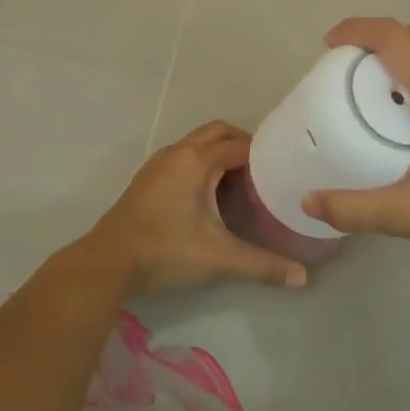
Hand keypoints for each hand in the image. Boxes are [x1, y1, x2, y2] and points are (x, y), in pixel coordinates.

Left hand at [82, 121, 308, 295]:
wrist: (107, 262)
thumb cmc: (166, 251)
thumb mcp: (219, 257)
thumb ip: (262, 265)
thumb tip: (302, 278)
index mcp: (197, 161)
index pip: (240, 144)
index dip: (265, 153)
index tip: (284, 167)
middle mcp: (178, 152)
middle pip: (218, 132)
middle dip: (243, 143)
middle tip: (265, 169)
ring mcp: (159, 163)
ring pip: (197, 142)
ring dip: (220, 152)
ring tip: (242, 180)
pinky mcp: (147, 177)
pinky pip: (183, 155)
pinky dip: (202, 162)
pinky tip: (210, 193)